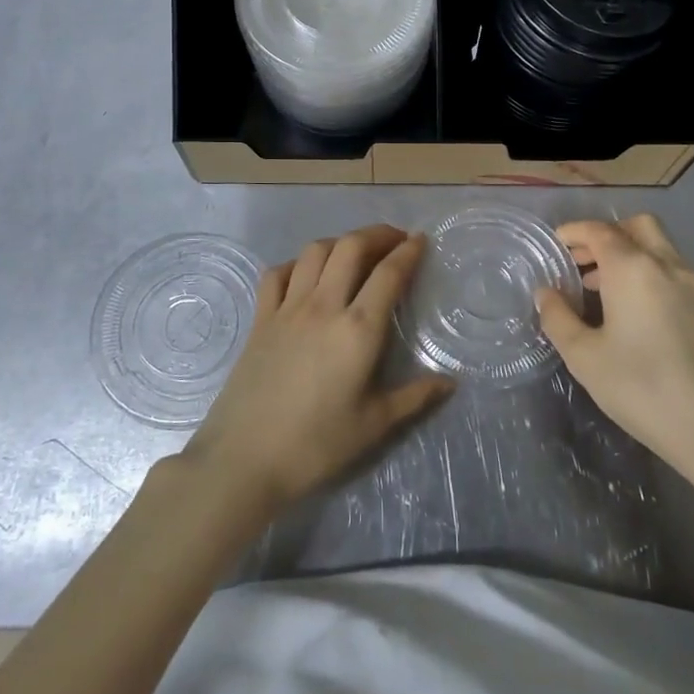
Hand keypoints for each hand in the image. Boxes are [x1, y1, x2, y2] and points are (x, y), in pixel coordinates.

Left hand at [184, 225, 453, 515]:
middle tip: (394, 239)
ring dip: (340, 242)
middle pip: (351, 247)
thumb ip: (414, 397)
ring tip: (355, 252)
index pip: (389, 275)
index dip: (408, 252)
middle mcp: (324, 306)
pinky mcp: (260, 318)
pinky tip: (305, 274)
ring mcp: (287, 309)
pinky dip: (296, 264)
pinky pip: (278, 273)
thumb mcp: (373, 425)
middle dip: (377, 234)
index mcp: (358, 330)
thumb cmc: (316, 445)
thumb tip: (449, 382)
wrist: (244, 458)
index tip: (421, 240)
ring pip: (315, 252)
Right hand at [537, 215, 693, 490]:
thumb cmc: (643, 388)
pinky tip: (636, 315)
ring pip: (660, 249)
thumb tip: (546, 293)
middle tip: (582, 264)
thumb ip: (558, 318)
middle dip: (606, 236)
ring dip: (629, 256)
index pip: (599, 230)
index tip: (555, 246)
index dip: (573, 232)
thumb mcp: (584, 357)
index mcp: (633, 268)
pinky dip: (649, 276)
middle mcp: (668, 265)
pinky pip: (674, 274)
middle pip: (637, 227)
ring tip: (602, 293)